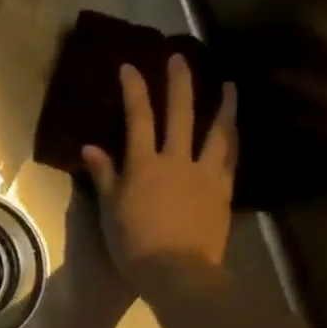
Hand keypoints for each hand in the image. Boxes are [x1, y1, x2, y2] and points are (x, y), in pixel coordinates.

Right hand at [82, 55, 236, 280]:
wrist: (177, 271)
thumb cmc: (134, 245)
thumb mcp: (110, 211)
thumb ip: (105, 176)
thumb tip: (90, 147)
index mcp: (144, 166)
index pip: (138, 119)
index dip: (134, 90)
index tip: (130, 66)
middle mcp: (177, 160)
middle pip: (180, 114)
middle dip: (179, 82)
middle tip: (181, 57)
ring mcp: (205, 174)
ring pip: (217, 131)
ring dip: (223, 106)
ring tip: (230, 86)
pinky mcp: (223, 190)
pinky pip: (231, 158)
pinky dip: (233, 140)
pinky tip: (236, 131)